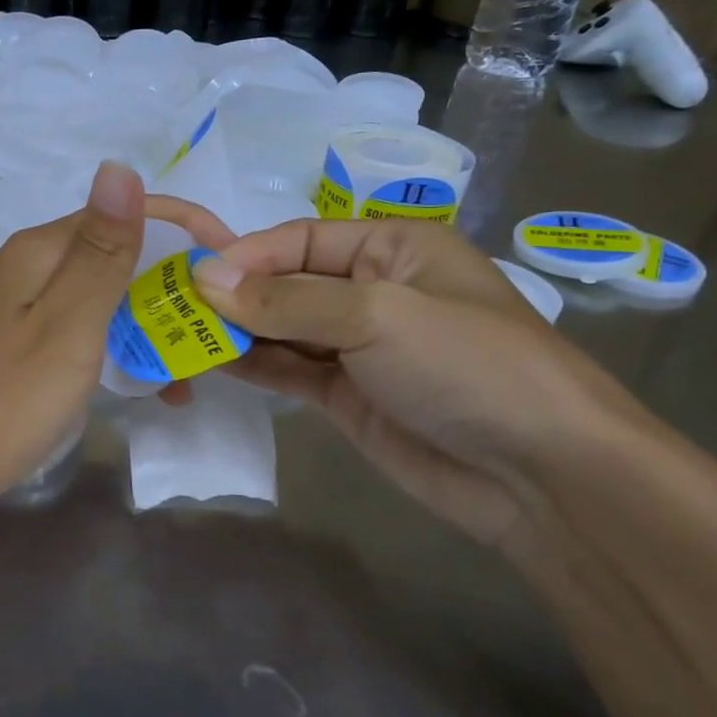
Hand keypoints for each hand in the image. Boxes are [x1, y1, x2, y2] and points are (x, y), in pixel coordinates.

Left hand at [0, 163, 228, 526]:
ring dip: (154, 327)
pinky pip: (84, 339)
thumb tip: (120, 164)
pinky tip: (149, 391)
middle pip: (119, 258)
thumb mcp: (66, 324)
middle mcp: (31, 271)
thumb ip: (101, 251)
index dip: (188, 232)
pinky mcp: (18, 355)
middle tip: (225, 334)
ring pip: (105, 302)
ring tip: (196, 373)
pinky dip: (121, 355)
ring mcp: (21, 315)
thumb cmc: (0, 399)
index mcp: (42, 250)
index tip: (238, 269)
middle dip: (176, 287)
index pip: (128, 214)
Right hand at [191, 219, 649, 551]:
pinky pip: (288, 368)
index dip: (246, 256)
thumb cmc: (468, 365)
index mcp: (392, 246)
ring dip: (235, 332)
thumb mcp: (377, 315)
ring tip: (179, 339)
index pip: (300, 238)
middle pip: (285, 282)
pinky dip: (252, 364)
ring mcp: (358, 345)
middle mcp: (372, 288)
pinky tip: (211, 364)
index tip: (194, 280)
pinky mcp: (346, 394)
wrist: (544, 478)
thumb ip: (286, 299)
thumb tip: (203, 279)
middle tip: (173, 312)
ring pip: (280, 327)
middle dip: (234, 296)